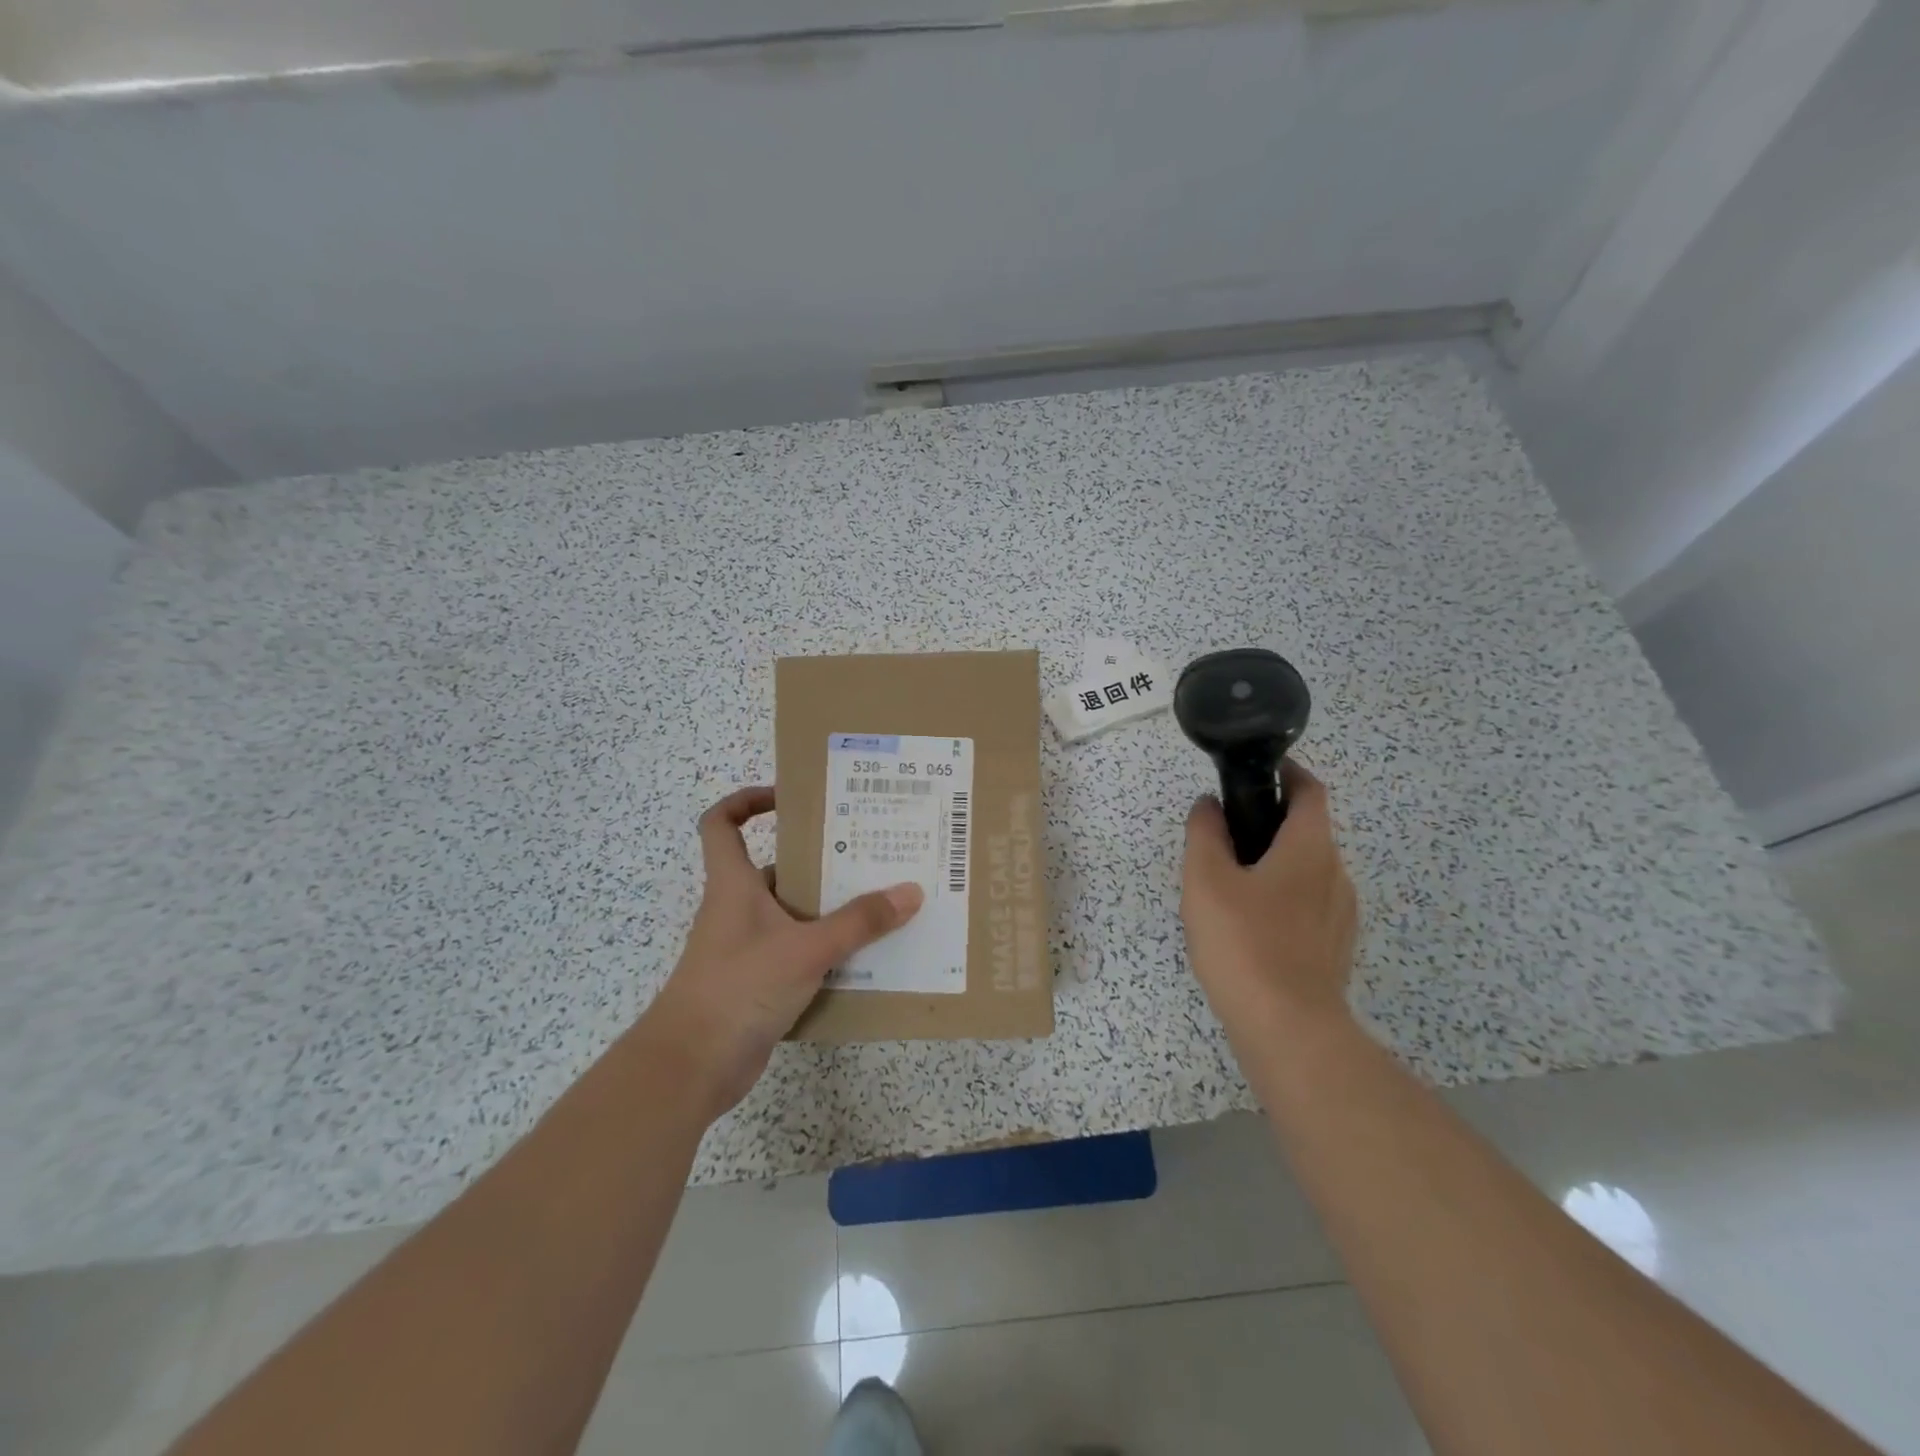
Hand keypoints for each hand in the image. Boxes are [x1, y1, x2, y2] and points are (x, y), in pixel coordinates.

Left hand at [641, 786, 922, 1117]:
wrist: (691, 1067)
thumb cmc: (739, 988)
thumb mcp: (806, 949)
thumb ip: (859, 922)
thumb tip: (910, 892)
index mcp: (735, 884)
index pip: (722, 823)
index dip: (747, 801)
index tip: (790, 798)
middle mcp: (739, 909)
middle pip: (778, 868)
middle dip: (821, 860)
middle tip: (872, 854)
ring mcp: (748, 948)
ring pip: (794, 914)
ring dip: (831, 910)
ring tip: (883, 902)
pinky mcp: (759, 983)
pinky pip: (799, 954)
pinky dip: (828, 951)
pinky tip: (867, 957)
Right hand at [1181, 762, 1357, 1046]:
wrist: (1288, 1028)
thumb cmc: (1244, 942)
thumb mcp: (1205, 879)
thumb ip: (1205, 833)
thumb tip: (1209, 805)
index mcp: (1310, 848)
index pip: (1310, 790)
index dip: (1287, 773)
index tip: (1255, 773)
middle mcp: (1336, 874)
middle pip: (1307, 831)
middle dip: (1269, 823)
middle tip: (1223, 837)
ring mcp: (1341, 915)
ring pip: (1307, 871)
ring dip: (1274, 864)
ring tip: (1229, 886)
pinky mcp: (1334, 948)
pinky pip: (1308, 905)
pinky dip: (1282, 898)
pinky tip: (1249, 926)